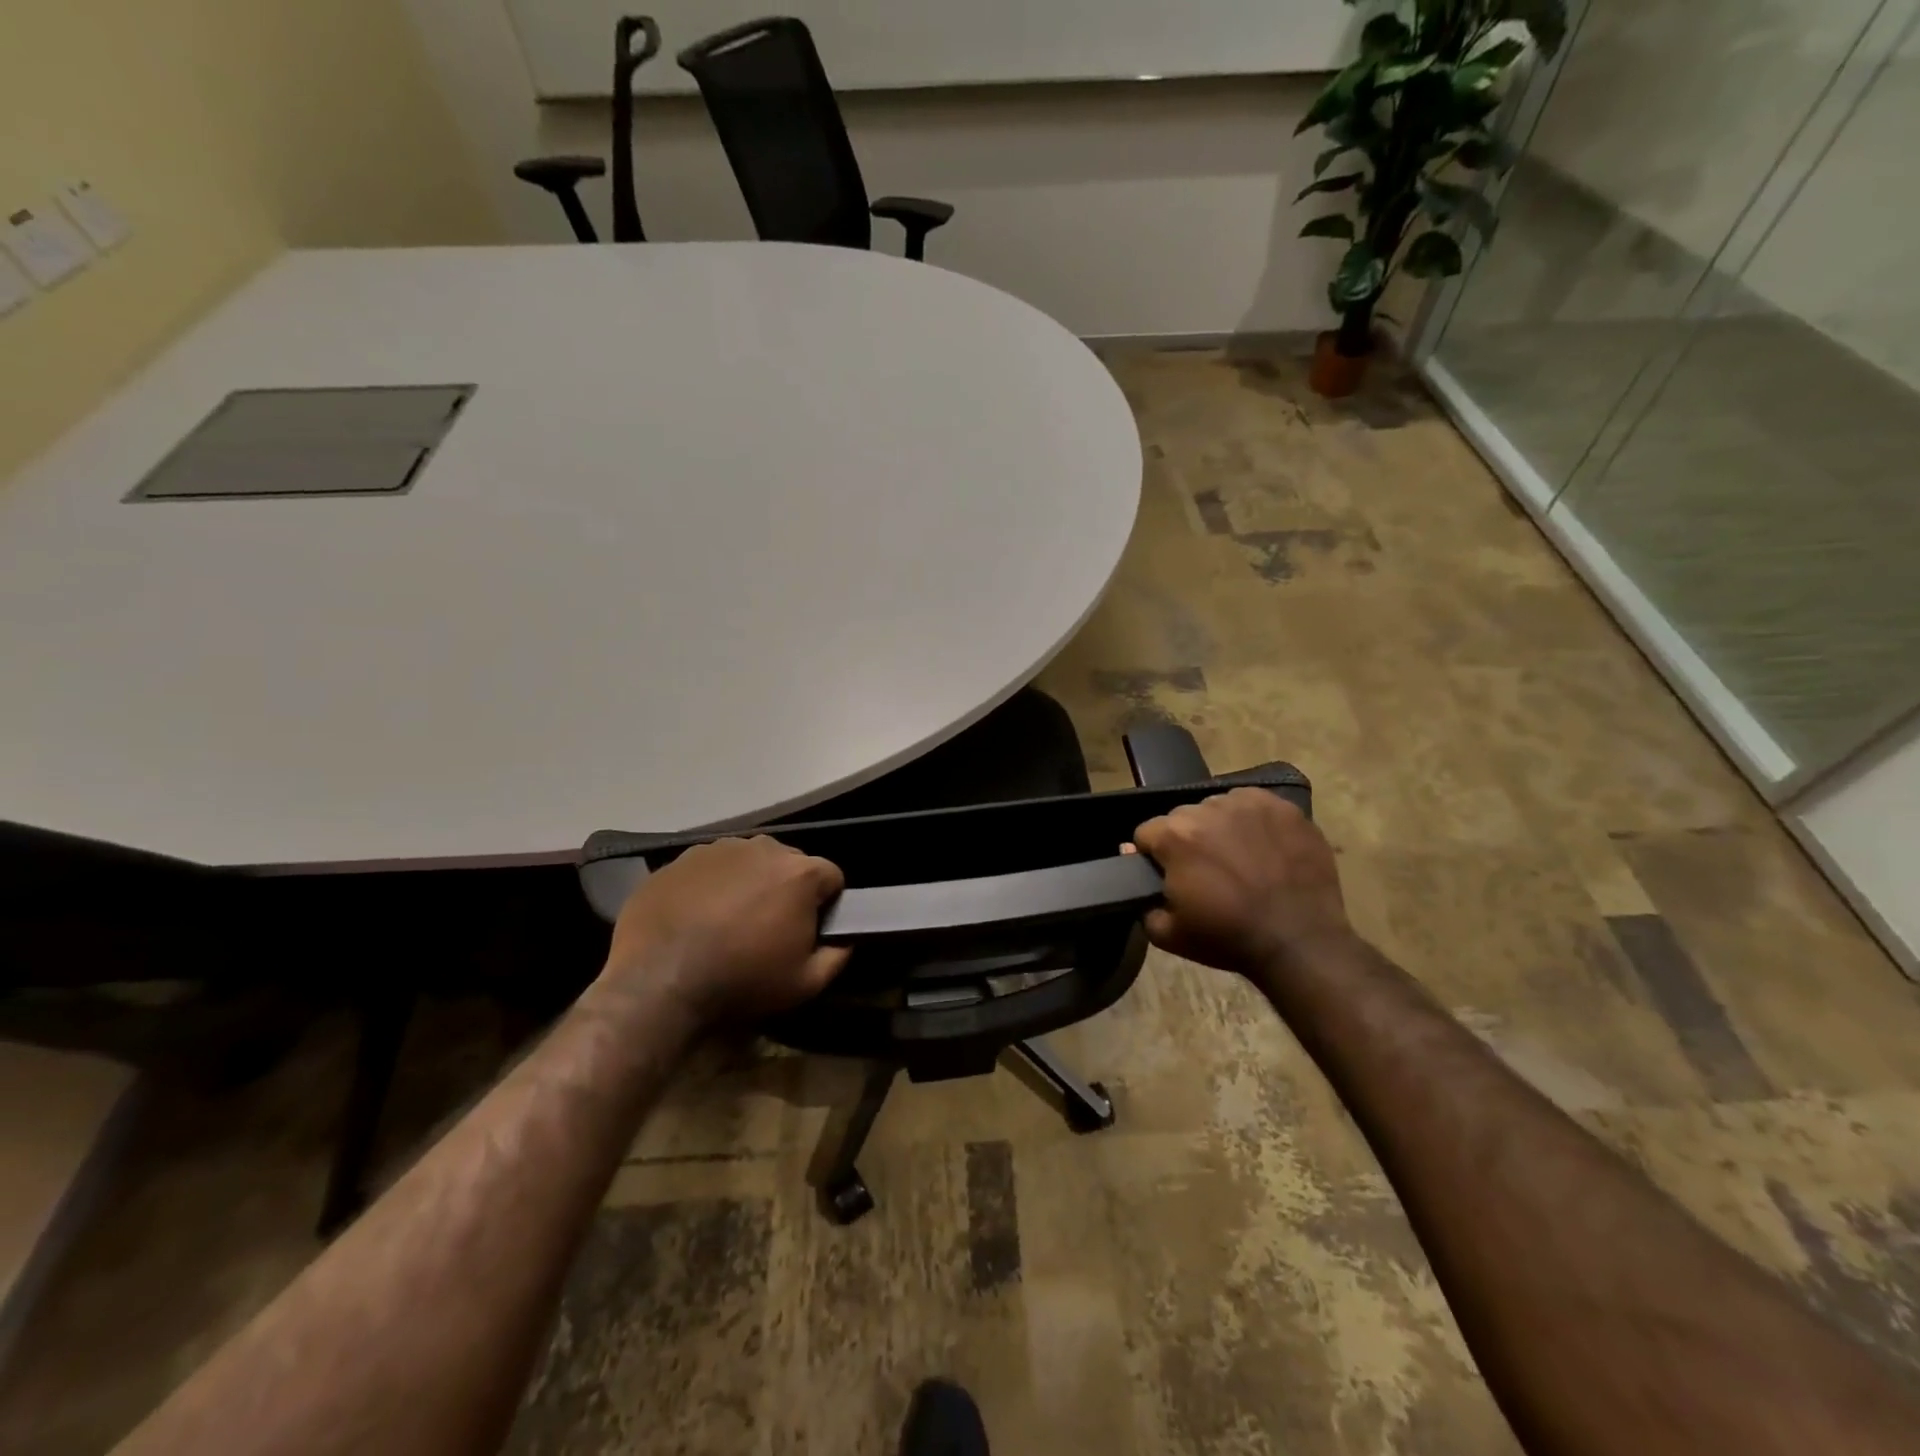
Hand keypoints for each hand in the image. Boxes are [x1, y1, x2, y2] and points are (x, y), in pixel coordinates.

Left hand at [602, 837, 849, 1025]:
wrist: (658, 982)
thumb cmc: (742, 981)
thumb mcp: (805, 984)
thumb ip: (837, 956)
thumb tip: (845, 939)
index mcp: (799, 873)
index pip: (831, 876)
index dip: (826, 903)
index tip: (810, 929)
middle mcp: (762, 848)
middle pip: (788, 863)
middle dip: (785, 889)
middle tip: (768, 927)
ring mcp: (718, 849)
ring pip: (747, 862)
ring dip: (748, 883)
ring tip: (728, 922)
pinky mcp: (680, 858)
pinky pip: (709, 867)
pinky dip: (710, 886)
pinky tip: (696, 918)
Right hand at [1132, 788, 1352, 975]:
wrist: (1299, 942)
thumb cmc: (1228, 938)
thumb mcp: (1166, 934)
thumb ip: (1140, 900)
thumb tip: (1134, 861)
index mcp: (1175, 836)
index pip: (1146, 833)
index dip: (1153, 856)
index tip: (1168, 876)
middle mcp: (1207, 809)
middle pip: (1182, 818)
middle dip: (1187, 840)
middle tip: (1205, 871)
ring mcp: (1248, 804)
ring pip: (1218, 808)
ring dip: (1219, 828)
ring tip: (1237, 858)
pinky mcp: (1283, 807)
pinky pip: (1254, 805)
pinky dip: (1253, 821)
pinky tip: (1263, 847)